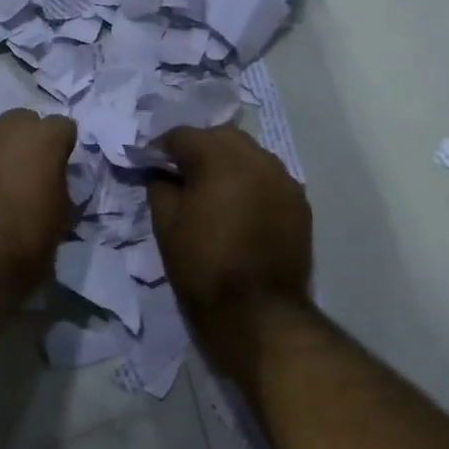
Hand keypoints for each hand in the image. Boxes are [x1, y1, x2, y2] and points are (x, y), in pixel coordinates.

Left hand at [0, 110, 77, 307]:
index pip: (62, 126)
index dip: (61, 147)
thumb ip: (59, 182)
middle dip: (28, 140)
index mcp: (43, 140)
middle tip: (26, 172)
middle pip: (24, 121)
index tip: (58, 168)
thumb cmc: (25, 246)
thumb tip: (51, 177)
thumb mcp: (62, 216)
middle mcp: (6, 128)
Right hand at [147, 125, 312, 356]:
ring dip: (227, 162)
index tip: (149, 163)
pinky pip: (269, 177)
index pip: (184, 135)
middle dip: (198, 147)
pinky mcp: (299, 202)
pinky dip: (250, 181)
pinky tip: (239, 206)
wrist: (257, 312)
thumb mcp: (166, 225)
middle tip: (180, 173)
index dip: (161, 147)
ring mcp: (284, 179)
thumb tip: (163, 173)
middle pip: (221, 136)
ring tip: (212, 189)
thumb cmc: (202, 266)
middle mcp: (257, 159)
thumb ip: (160, 187)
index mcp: (220, 160)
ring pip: (250, 153)